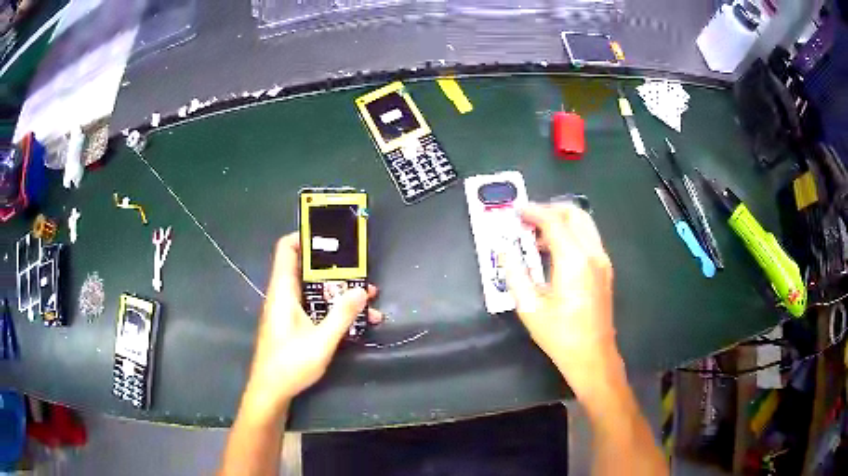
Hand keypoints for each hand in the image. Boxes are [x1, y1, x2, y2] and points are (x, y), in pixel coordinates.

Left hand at [242, 233, 382, 419]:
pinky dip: (334, 307)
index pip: (286, 249)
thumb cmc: (290, 364)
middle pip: (306, 267)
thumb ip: (341, 315)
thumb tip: (362, 290)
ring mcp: (289, 310)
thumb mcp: (321, 341)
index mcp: (283, 291)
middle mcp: (284, 295)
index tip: (331, 236)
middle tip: (360, 267)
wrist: (271, 391)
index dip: (304, 235)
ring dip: (339, 290)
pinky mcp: (294, 324)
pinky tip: (358, 320)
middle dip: (335, 266)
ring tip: (368, 295)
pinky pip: (315, 306)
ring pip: (314, 289)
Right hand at [506, 203, 617, 396]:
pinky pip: (588, 238)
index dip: (533, 212)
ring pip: (584, 223)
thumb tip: (504, 250)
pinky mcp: (605, 269)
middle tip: (527, 220)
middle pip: (574, 213)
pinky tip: (554, 251)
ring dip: (560, 221)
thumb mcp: (529, 307)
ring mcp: (602, 260)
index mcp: (574, 261)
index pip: (553, 221)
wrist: (592, 356)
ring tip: (536, 235)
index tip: (515, 211)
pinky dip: (571, 233)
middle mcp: (593, 253)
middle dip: (549, 209)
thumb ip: (514, 273)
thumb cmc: (560, 335)